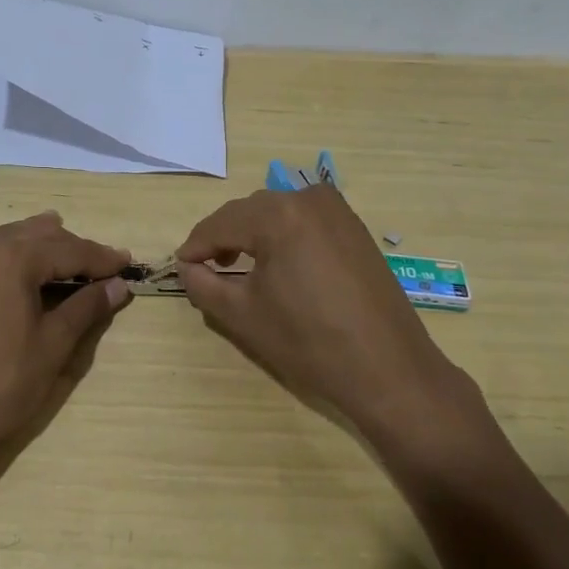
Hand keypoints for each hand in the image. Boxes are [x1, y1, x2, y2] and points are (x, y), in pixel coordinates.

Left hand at [0, 212, 131, 459]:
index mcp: (17, 258)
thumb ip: (86, 308)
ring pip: (3, 240)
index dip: (101, 259)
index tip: (128, 265)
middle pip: (38, 238)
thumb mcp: (53, 346)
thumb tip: (118, 285)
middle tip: (102, 265)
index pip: (70, 250)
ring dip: (31, 240)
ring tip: (57, 236)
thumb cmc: (2, 384)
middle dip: (72, 248)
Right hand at [176, 187, 490, 450]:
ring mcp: (337, 210)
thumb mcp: (242, 315)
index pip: (220, 224)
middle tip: (206, 268)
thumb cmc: (308, 341)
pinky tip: (278, 264)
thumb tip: (187, 267)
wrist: (388, 368)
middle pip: (249, 213)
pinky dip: (283, 236)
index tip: (180, 266)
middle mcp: (308, 199)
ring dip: (253, 235)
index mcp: (277, 215)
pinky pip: (305, 221)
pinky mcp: (355, 228)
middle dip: (223, 238)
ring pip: (277, 214)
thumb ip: (203, 284)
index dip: (195, 246)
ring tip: (238, 267)